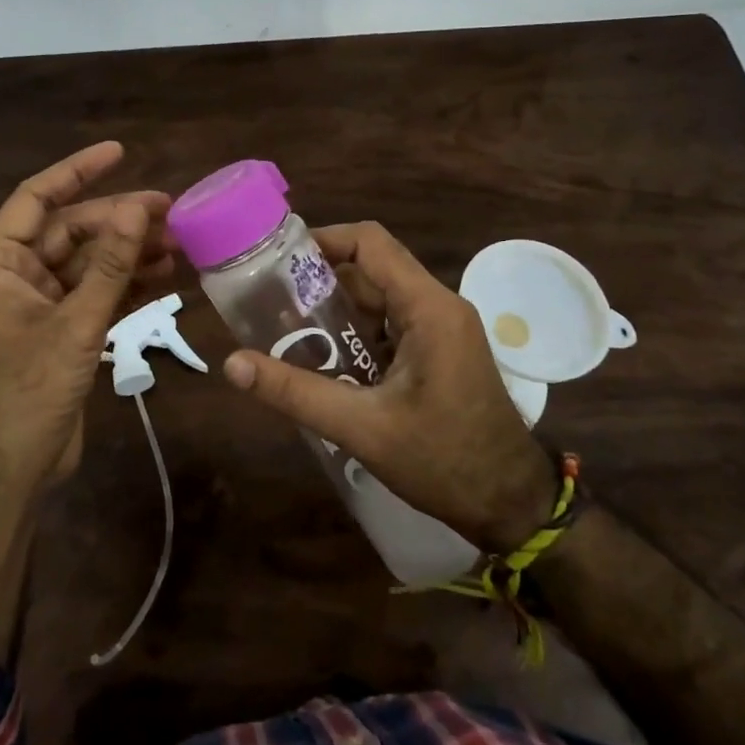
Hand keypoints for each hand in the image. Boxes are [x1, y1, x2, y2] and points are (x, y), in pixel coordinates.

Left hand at [0, 140, 171, 497]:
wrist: (15, 467)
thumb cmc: (30, 391)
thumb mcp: (75, 324)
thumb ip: (109, 266)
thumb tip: (138, 208)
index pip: (36, 198)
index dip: (77, 170)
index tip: (120, 152)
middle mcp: (17, 274)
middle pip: (72, 230)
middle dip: (120, 220)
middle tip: (173, 212)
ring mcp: (41, 302)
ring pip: (90, 262)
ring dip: (131, 252)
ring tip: (180, 243)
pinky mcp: (63, 328)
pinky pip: (98, 291)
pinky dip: (128, 283)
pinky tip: (167, 274)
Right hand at [221, 222, 556, 553]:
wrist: (511, 504)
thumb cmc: (444, 461)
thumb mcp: (362, 427)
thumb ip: (295, 392)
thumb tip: (232, 364)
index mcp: (429, 308)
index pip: (370, 243)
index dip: (322, 239)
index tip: (276, 258)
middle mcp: (439, 306)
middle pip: (371, 269)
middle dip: (320, 281)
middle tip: (269, 299)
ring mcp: (443, 329)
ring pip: (380, 298)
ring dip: (336, 310)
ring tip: (285, 328)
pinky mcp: (440, 351)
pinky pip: (391, 324)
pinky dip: (356, 333)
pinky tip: (323, 358)